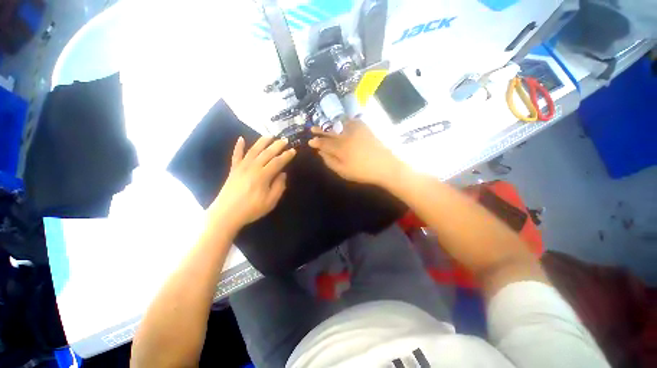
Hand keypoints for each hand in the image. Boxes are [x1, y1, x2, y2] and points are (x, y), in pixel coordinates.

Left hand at [209, 136, 295, 228]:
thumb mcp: (271, 201)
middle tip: (285, 140)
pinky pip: (236, 155)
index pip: (278, 162)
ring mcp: (241, 167)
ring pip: (253, 150)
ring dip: (262, 141)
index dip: (286, 156)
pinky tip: (240, 138)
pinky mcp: (233, 170)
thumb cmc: (251, 209)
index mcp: (263, 175)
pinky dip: (238, 146)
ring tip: (269, 135)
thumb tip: (283, 174)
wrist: (226, 214)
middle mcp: (253, 167)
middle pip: (267, 153)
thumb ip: (279, 186)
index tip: (293, 150)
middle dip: (277, 145)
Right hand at [308, 120, 404, 187]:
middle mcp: (346, 136)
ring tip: (324, 125)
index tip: (310, 141)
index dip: (317, 142)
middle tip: (312, 128)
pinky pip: (352, 121)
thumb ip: (330, 161)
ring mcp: (356, 131)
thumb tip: (321, 153)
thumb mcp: (343, 171)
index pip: (325, 143)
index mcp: (340, 148)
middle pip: (330, 132)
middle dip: (320, 130)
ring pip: (339, 125)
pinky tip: (341, 123)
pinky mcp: (365, 128)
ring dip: (330, 125)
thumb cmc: (362, 172)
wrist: (385, 166)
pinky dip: (344, 122)